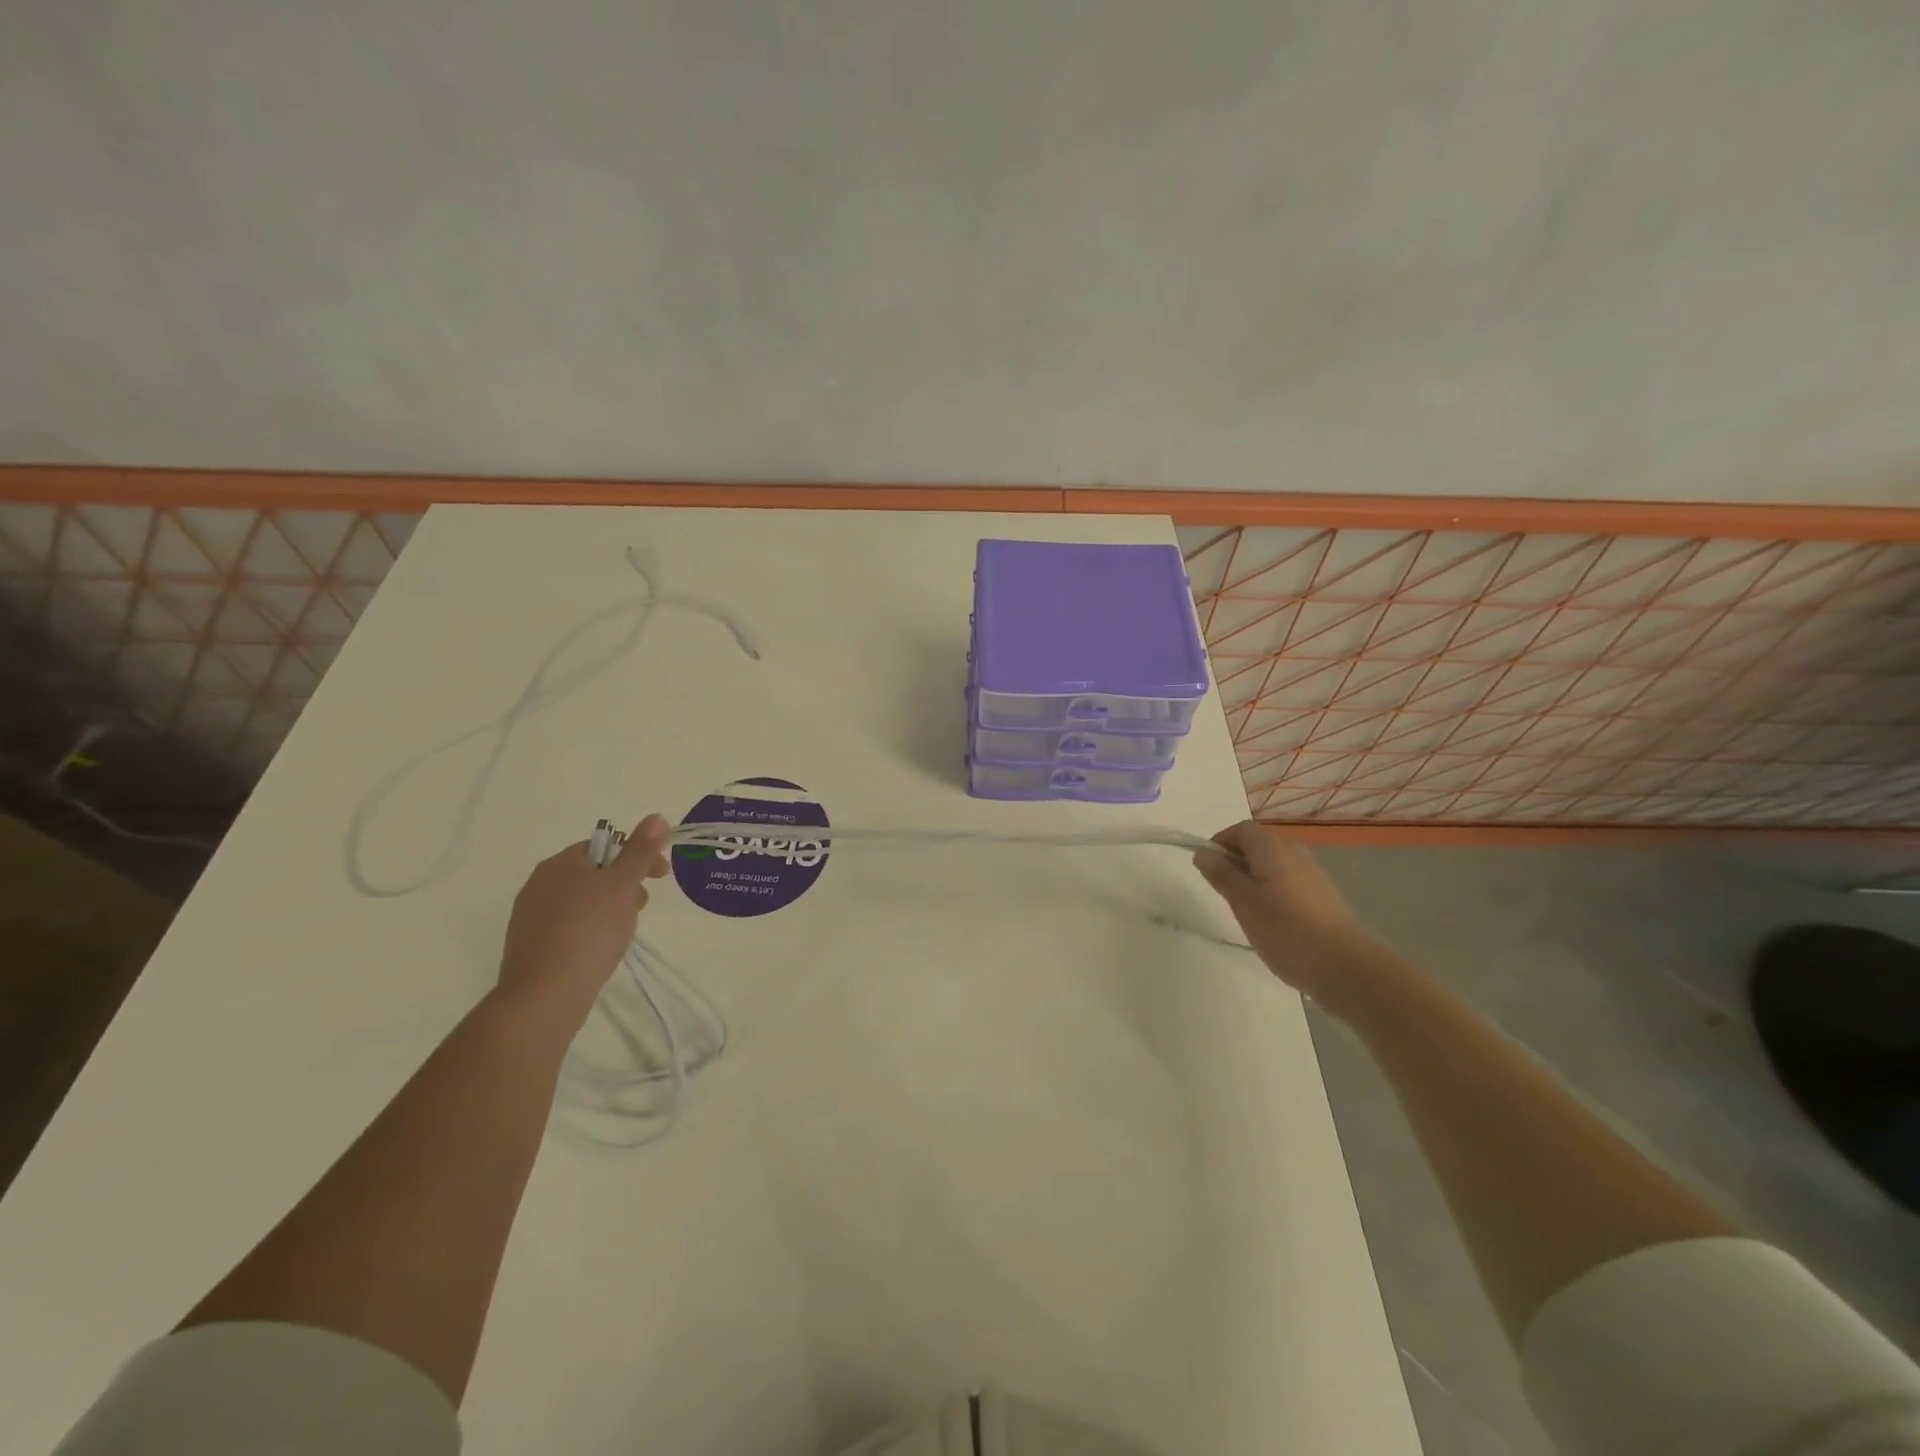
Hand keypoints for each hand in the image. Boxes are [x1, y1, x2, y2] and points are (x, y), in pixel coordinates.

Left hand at [495, 813, 672, 1030]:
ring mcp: (530, 918)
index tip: (661, 876)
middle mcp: (539, 884)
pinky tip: (601, 950)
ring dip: (609, 908)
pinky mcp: (531, 947)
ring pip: (582, 902)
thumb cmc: (589, 930)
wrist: (546, 994)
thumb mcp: (623, 884)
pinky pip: (569, 927)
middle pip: (593, 873)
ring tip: (624, 932)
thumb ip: (640, 851)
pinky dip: (591, 930)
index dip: (637, 856)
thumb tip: (656, 816)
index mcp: (559, 864)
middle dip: (624, 885)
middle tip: (642, 906)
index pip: (604, 846)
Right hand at [1193, 821, 1380, 1001]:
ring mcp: (1313, 874)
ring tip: (1246, 909)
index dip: (1220, 843)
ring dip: (1254, 878)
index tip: (1208, 869)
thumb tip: (1203, 852)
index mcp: (1273, 848)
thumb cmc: (1285, 931)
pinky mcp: (1323, 896)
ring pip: (1273, 865)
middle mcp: (1295, 853)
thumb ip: (1221, 874)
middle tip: (1223, 892)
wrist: (1346, 967)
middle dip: (1236, 861)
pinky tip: (1272, 920)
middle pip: (1258, 845)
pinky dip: (1273, 891)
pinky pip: (1289, 881)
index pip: (1241, 830)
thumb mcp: (1243, 902)